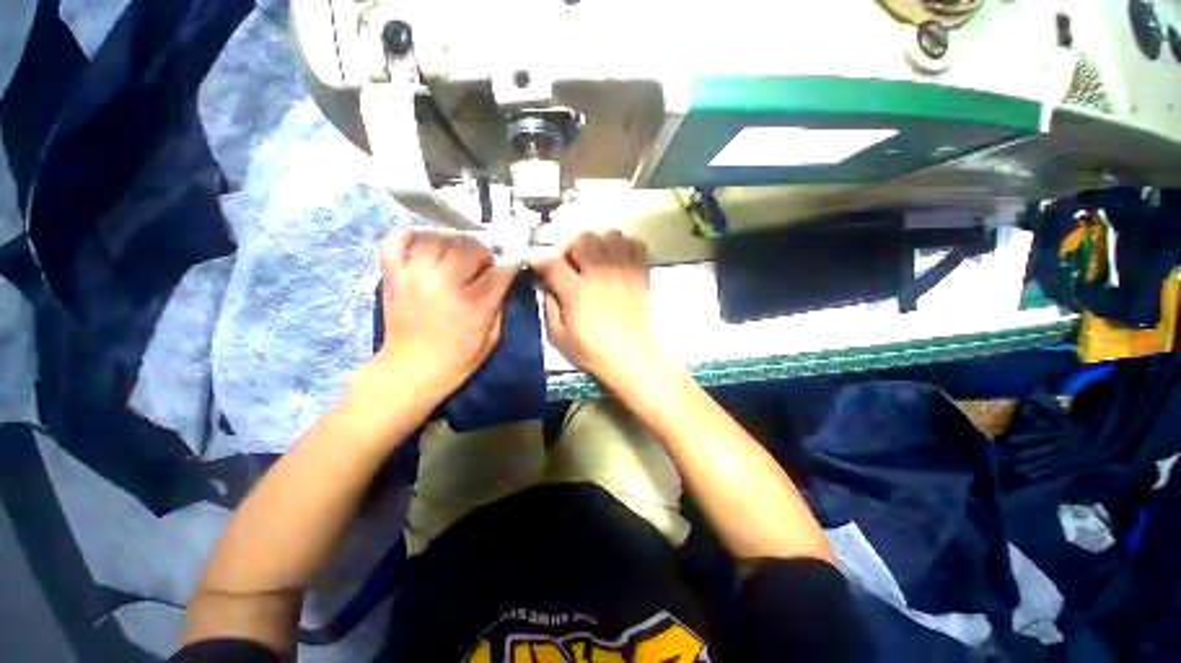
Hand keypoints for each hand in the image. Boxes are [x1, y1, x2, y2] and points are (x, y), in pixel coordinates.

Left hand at [371, 229, 516, 402]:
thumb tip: (503, 279)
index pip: (499, 271)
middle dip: (483, 252)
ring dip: (455, 242)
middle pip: (469, 247)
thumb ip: (500, 304)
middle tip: (484, 265)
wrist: (410, 370)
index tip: (511, 268)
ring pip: (438, 240)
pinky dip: (410, 235)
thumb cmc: (457, 359)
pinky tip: (425, 241)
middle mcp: (443, 284)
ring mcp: (414, 276)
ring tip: (459, 254)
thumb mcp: (492, 337)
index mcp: (473, 304)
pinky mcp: (393, 276)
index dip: (509, 267)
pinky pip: (396, 241)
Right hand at [532, 230, 662, 385]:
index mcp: (577, 291)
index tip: (539, 265)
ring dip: (599, 244)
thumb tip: (547, 283)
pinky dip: (624, 247)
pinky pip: (635, 243)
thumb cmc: (594, 352)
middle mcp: (600, 273)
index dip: (540, 260)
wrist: (634, 358)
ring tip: (598, 262)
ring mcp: (624, 270)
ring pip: (610, 234)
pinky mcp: (642, 273)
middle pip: (583, 238)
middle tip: (573, 265)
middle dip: (572, 248)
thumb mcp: (559, 336)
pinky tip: (619, 262)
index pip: (552, 262)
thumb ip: (550, 305)